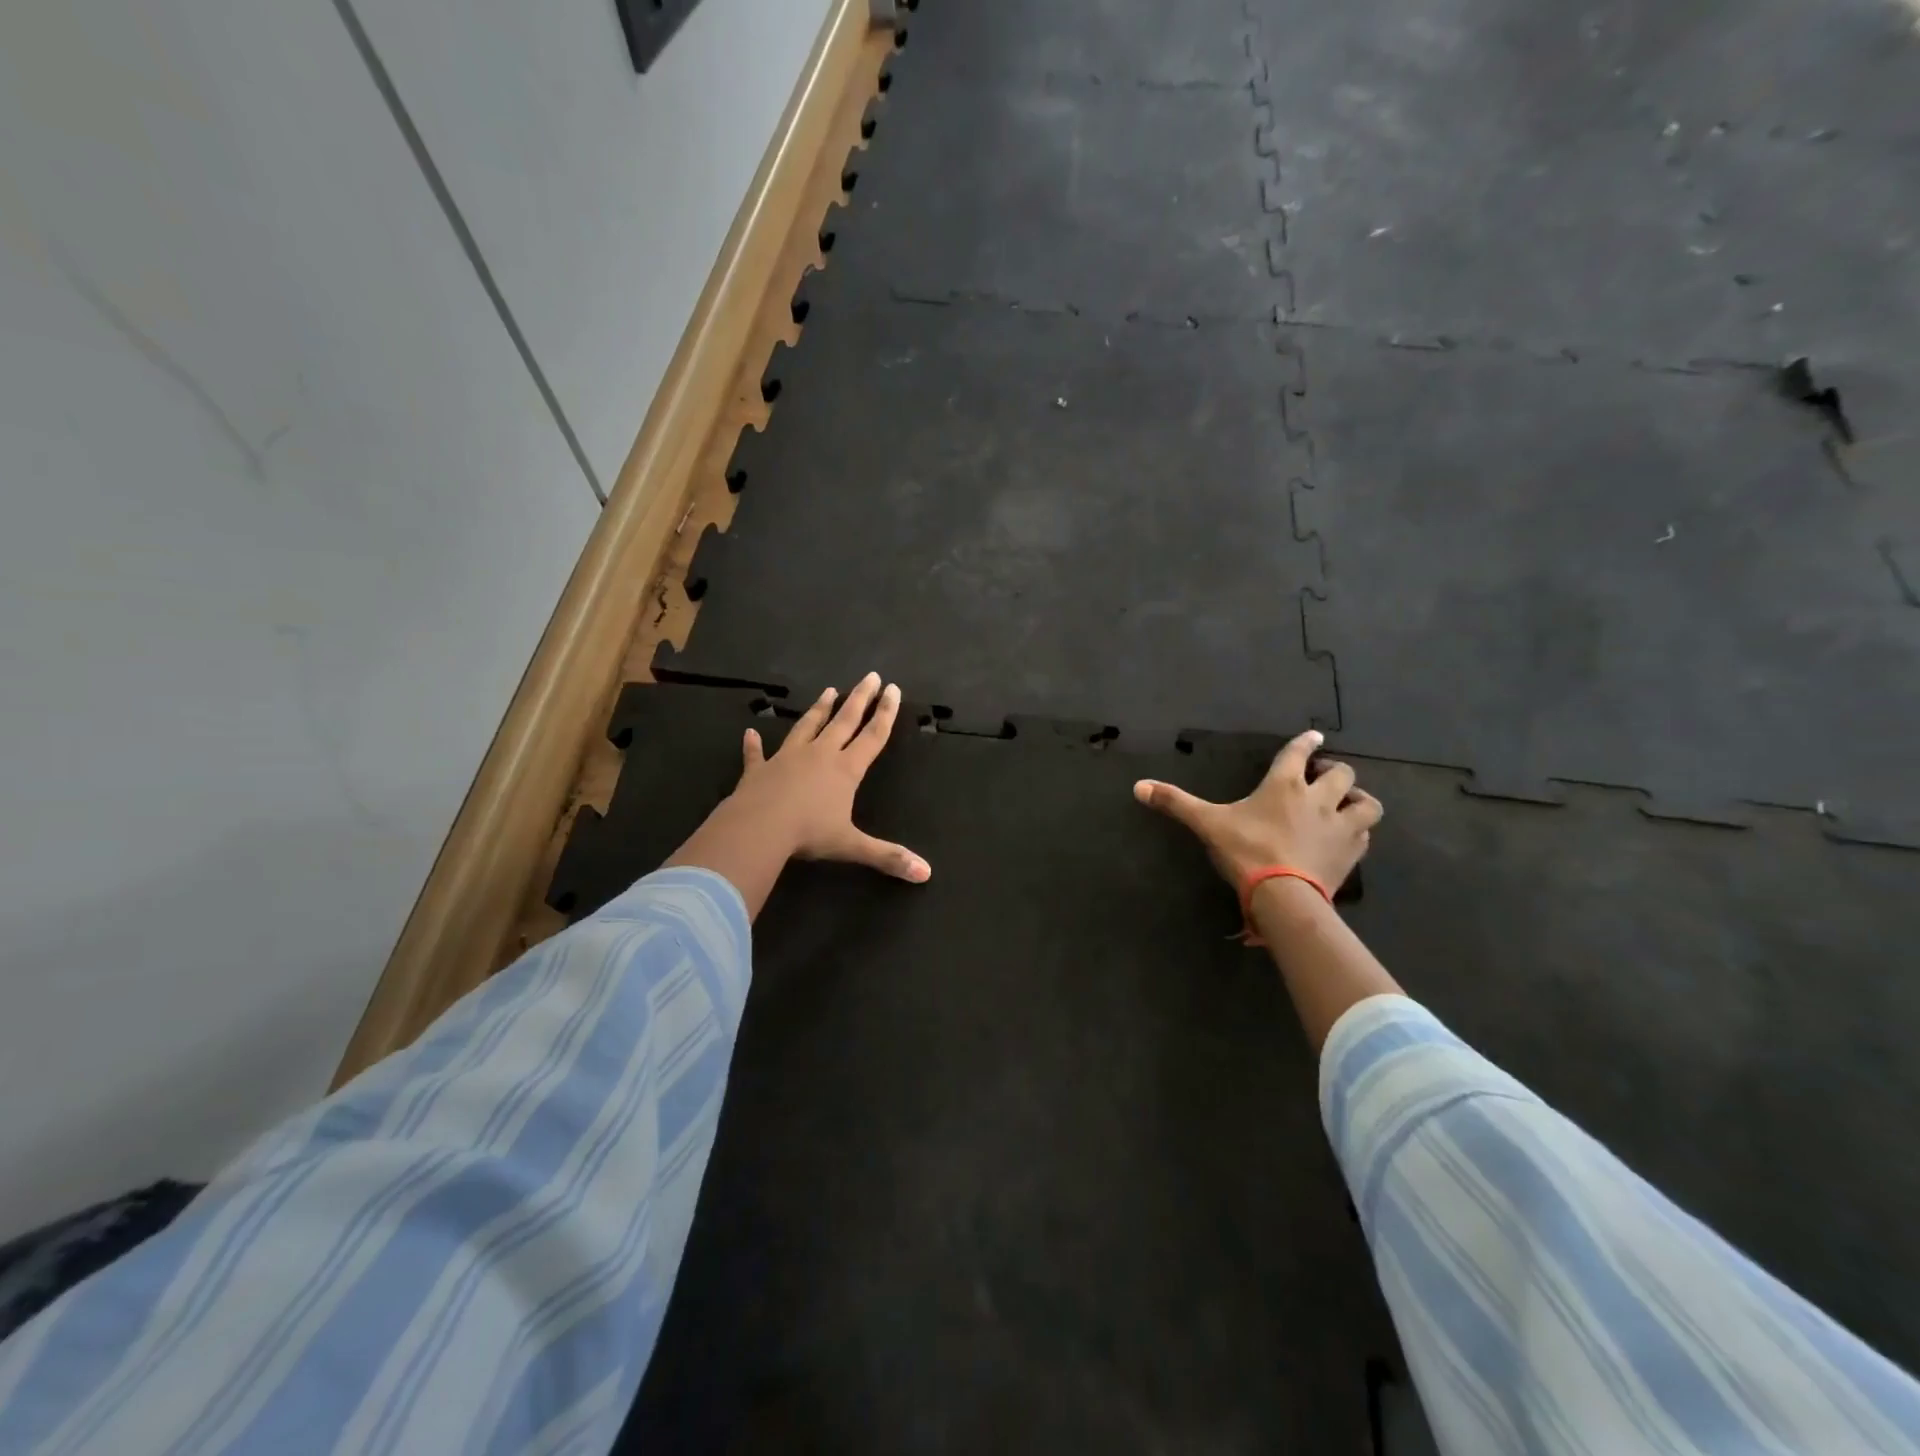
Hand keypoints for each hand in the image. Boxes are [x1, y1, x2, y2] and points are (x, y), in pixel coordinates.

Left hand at [727, 672, 929, 881]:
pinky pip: (757, 755)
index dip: (886, 713)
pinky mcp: (759, 770)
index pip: (872, 736)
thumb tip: (926, 874)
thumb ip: (888, 856)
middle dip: (859, 698)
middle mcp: (819, 755)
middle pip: (844, 721)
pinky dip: (754, 745)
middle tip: (870, 676)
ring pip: (807, 727)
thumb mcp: (852, 846)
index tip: (894, 689)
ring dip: (819, 709)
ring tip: (829, 691)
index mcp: (845, 770)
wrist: (758, 828)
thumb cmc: (808, 834)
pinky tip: (750, 733)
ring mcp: (787, 759)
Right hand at [1132, 729, 1380, 893]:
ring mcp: (1340, 826)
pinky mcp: (1351, 853)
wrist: (1284, 896)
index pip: (1298, 753)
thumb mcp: (1207, 825)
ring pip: (1367, 803)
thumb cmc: (1246, 852)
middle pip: (1342, 774)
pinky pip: (1364, 835)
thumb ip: (1175, 803)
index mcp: (1284, 785)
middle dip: (1335, 772)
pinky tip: (1347, 838)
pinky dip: (1358, 832)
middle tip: (1323, 778)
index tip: (1314, 735)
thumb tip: (1137, 786)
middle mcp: (1319, 798)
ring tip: (1348, 805)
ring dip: (1359, 800)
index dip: (1306, 742)